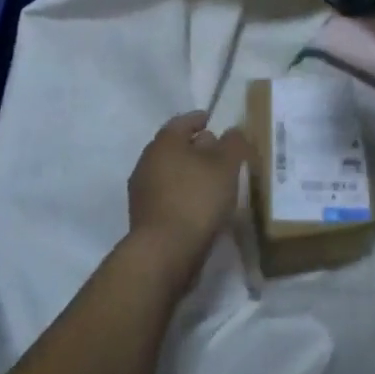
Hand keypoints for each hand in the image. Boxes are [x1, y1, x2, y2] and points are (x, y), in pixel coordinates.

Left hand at [125, 111, 249, 289]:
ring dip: (188, 172)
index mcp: (164, 142)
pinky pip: (167, 195)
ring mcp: (142, 191)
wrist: (163, 254)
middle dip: (194, 146)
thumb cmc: (196, 199)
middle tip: (217, 151)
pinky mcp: (143, 217)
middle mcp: (147, 161)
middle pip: (174, 147)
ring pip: (169, 172)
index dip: (198, 119)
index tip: (211, 120)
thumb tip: (232, 131)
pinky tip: (199, 204)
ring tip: (212, 180)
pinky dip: (182, 193)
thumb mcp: (226, 166)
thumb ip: (233, 143)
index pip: (182, 122)